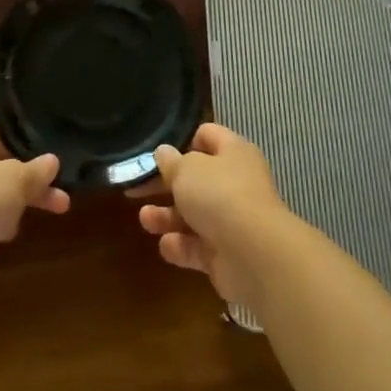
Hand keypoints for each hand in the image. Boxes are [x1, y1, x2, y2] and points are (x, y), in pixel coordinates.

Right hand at [137, 123, 291, 303]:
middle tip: (137, 188)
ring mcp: (232, 220)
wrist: (254, 254)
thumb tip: (164, 152)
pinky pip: (197, 247)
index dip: (183, 141)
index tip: (158, 154)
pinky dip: (180, 246)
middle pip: (196, 179)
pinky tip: (166, 244)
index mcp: (233, 153)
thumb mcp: (186, 170)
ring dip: (167, 217)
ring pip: (193, 215)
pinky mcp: (226, 254)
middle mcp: (235, 183)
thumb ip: (170, 161)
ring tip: (145, 219)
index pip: (208, 135)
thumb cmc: (219, 196)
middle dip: (167, 185)